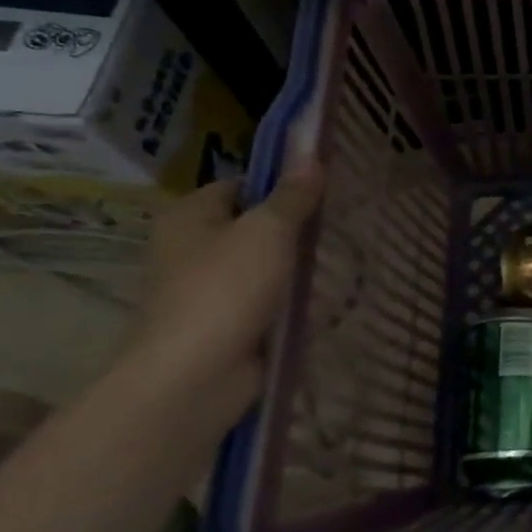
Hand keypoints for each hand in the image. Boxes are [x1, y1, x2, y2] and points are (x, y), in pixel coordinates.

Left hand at [116, 163, 324, 426]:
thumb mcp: (268, 231)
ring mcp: (207, 290)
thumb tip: (311, 154)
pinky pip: (265, 303)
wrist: (195, 377)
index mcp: (189, 216)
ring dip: (294, 268)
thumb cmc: (225, 289)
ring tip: (342, 260)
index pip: (241, 185)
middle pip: (252, 226)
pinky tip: (325, 299)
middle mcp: (190, 249)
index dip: (280, 184)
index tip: (323, 191)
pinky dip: (289, 302)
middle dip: (293, 229)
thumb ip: (293, 196)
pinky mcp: (225, 326)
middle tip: (340, 226)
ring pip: (262, 267)